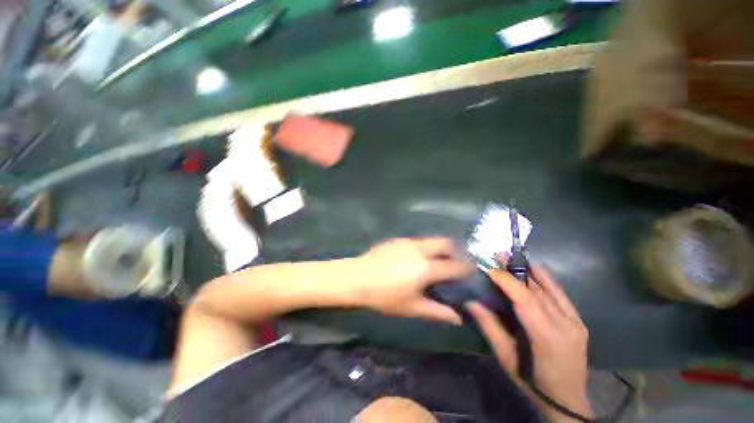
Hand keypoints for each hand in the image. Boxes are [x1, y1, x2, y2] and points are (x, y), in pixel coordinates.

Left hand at [351, 237, 473, 324]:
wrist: (357, 278)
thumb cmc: (384, 296)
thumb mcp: (411, 307)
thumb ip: (437, 312)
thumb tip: (458, 318)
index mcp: (427, 267)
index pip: (455, 266)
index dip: (467, 269)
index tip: (471, 273)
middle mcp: (421, 249)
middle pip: (446, 243)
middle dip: (456, 251)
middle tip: (456, 263)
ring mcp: (408, 242)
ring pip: (432, 240)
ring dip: (441, 247)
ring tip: (439, 260)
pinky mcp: (398, 239)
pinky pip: (419, 240)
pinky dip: (426, 246)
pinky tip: (418, 257)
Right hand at [467, 266, 592, 420]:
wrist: (567, 399)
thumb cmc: (532, 381)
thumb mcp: (506, 356)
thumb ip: (489, 326)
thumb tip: (471, 301)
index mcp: (546, 337)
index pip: (526, 299)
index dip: (507, 281)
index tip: (490, 270)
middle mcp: (565, 325)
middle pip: (537, 289)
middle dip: (515, 270)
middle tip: (498, 255)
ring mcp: (575, 321)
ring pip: (550, 288)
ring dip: (529, 270)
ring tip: (512, 257)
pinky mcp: (578, 320)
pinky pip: (561, 293)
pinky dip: (546, 278)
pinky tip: (534, 268)